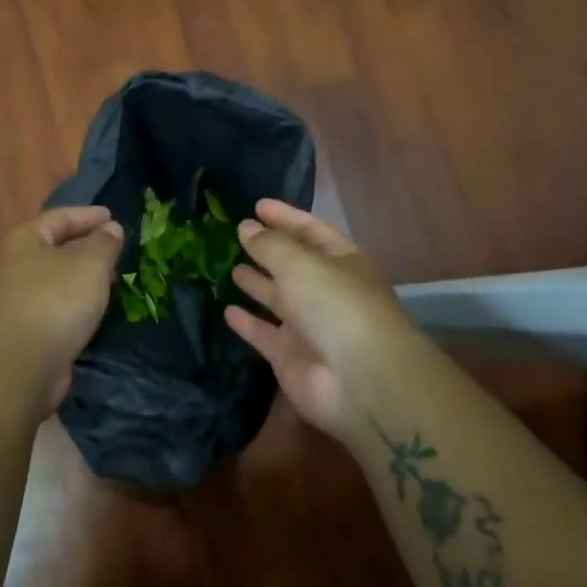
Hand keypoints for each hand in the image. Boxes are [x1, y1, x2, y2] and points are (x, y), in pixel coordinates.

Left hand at [0, 206, 124, 412]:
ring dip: (86, 277)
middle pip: (57, 247)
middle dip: (88, 246)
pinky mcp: (30, 329)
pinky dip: (80, 302)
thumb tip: (110, 228)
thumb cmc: (56, 300)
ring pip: (60, 279)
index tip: (113, 217)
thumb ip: (104, 242)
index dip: (88, 215)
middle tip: (118, 249)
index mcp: (26, 240)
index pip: (59, 217)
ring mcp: (21, 299)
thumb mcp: (90, 263)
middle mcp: (18, 265)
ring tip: (116, 278)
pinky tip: (100, 308)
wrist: (23, 365)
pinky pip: (60, 305)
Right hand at [225, 200, 421, 436]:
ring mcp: (309, 326)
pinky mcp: (290, 356)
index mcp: (342, 262)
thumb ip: (269, 245)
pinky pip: (264, 333)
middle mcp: (326, 291)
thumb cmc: (335, 306)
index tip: (257, 205)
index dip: (285, 217)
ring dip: (257, 283)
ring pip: (277, 298)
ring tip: (229, 267)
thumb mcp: (300, 263)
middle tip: (235, 235)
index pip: (311, 231)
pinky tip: (226, 310)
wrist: (359, 381)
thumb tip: (246, 227)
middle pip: (293, 265)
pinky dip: (247, 322)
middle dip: (268, 250)